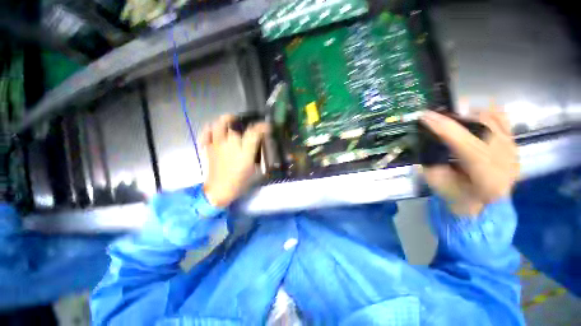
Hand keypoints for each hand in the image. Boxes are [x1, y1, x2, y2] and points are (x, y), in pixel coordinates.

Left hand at [201, 115, 268, 206]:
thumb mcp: (253, 168)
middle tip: (244, 121)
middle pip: (233, 124)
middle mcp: (229, 145)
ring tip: (230, 121)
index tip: (267, 126)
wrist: (220, 190)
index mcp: (244, 151)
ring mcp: (216, 145)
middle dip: (239, 119)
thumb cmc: (240, 181)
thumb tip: (257, 143)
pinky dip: (210, 129)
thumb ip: (256, 153)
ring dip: (224, 120)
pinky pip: (206, 134)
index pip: (254, 133)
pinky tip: (215, 130)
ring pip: (218, 125)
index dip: (262, 127)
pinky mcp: (207, 149)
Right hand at [420, 104, 519, 215]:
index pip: (468, 146)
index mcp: (488, 179)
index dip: (446, 129)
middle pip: (482, 127)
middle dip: (455, 118)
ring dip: (467, 115)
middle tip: (435, 116)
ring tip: (450, 119)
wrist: (485, 205)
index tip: (426, 116)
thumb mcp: (437, 182)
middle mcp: (507, 161)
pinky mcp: (514, 143)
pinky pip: (500, 118)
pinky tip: (470, 116)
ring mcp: (513, 149)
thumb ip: (432, 160)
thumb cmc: (457, 196)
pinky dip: (484, 113)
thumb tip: (426, 136)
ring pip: (491, 119)